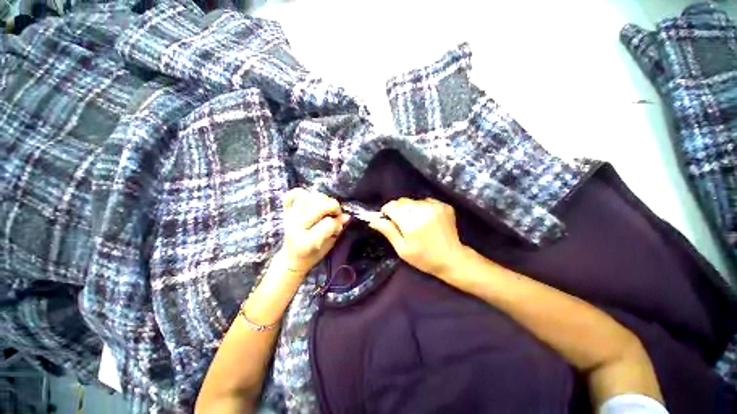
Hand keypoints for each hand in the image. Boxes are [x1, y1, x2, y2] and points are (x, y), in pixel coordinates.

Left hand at [279, 188, 348, 274]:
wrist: (291, 258)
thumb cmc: (313, 255)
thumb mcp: (328, 246)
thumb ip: (337, 231)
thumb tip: (346, 216)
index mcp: (306, 242)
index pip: (328, 223)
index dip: (338, 223)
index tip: (339, 228)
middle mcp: (295, 228)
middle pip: (318, 207)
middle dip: (333, 206)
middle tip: (336, 212)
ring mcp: (289, 218)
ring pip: (307, 197)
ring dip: (322, 198)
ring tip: (326, 205)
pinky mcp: (285, 211)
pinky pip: (292, 194)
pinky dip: (302, 193)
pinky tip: (310, 199)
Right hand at [367, 198, 466, 278]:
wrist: (452, 259)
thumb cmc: (424, 258)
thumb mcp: (402, 249)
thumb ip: (388, 231)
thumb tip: (373, 219)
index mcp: (411, 222)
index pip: (391, 206)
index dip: (387, 212)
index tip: (389, 220)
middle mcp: (423, 210)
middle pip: (402, 202)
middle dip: (398, 210)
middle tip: (403, 224)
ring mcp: (435, 206)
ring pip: (413, 201)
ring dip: (410, 209)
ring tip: (417, 223)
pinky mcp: (444, 205)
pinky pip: (426, 201)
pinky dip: (422, 208)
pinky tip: (427, 220)